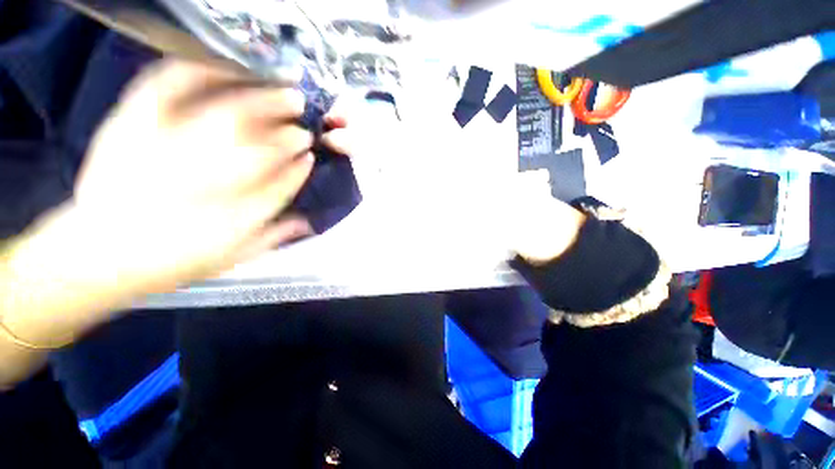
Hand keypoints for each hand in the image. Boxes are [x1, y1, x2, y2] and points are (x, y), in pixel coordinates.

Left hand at [71, 59, 316, 293]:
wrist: (99, 252)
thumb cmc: (173, 260)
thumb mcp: (231, 257)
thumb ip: (272, 235)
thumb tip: (309, 220)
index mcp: (234, 214)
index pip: (281, 183)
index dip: (299, 167)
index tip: (310, 155)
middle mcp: (208, 179)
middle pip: (260, 147)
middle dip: (288, 133)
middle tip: (304, 123)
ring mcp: (169, 147)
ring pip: (228, 116)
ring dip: (262, 102)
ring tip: (283, 92)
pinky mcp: (134, 125)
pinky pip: (169, 88)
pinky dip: (200, 73)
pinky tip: (224, 70)